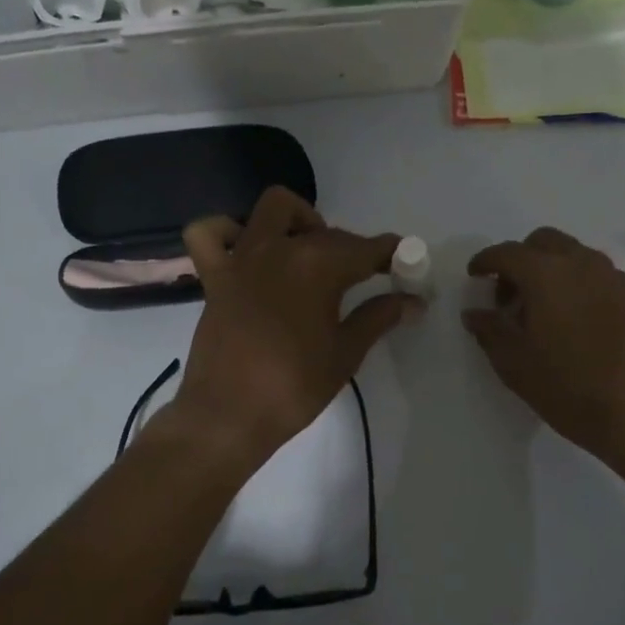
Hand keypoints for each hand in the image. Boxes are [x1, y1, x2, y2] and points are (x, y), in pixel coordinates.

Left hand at [163, 187, 417, 474]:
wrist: (229, 416)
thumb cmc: (294, 387)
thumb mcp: (345, 353)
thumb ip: (379, 317)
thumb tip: (413, 301)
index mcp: (318, 266)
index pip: (366, 248)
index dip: (390, 253)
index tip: (404, 263)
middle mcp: (280, 249)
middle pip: (328, 231)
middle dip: (352, 248)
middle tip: (365, 279)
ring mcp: (242, 258)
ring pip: (274, 209)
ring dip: (299, 221)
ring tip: (310, 255)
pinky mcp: (214, 275)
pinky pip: (210, 234)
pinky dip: (228, 232)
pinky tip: (248, 252)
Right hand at [464, 228, 624, 477]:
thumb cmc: (567, 386)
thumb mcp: (514, 363)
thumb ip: (489, 330)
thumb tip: (474, 312)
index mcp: (547, 274)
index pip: (508, 253)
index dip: (486, 261)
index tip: (474, 275)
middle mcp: (580, 263)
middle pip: (542, 242)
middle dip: (519, 260)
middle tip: (507, 297)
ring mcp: (610, 277)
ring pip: (571, 253)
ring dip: (548, 267)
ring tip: (537, 309)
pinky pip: (592, 272)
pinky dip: (572, 280)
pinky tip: (567, 317)